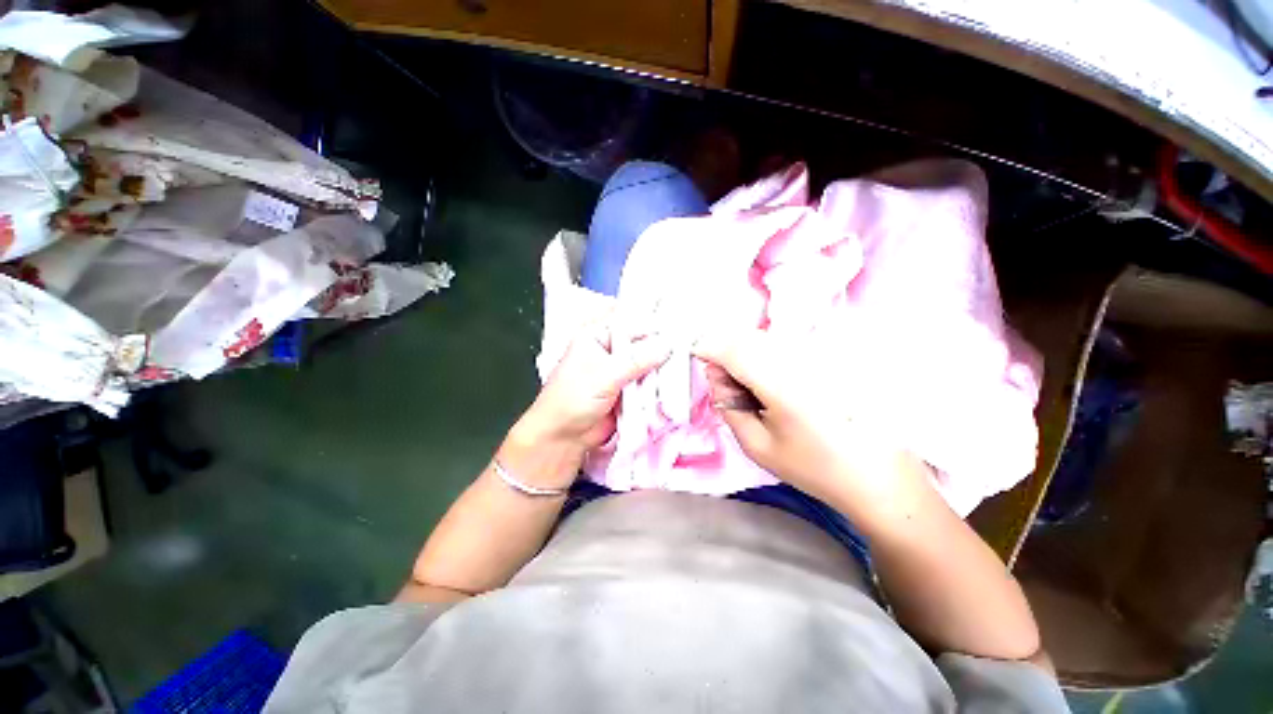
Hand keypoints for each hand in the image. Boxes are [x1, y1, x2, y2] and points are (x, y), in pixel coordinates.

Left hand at [517, 314, 671, 454]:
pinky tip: (675, 384)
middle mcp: (611, 349)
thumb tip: (667, 346)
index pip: (632, 325)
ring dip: (662, 369)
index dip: (655, 328)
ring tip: (685, 369)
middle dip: (661, 349)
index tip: (680, 332)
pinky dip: (659, 384)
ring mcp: (621, 370)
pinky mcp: (629, 389)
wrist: (564, 436)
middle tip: (687, 351)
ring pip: (648, 364)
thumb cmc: (574, 398)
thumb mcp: (605, 375)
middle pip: (643, 344)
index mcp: (598, 335)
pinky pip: (649, 382)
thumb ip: (637, 360)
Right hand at [693, 329, 923, 505]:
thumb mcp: (758, 446)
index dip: (708, 348)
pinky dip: (765, 356)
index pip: (733, 348)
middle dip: (725, 354)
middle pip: (747, 338)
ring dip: (745, 355)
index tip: (697, 358)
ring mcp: (820, 353)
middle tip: (728, 387)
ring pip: (764, 338)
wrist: (878, 475)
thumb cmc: (814, 466)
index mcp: (783, 385)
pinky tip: (774, 385)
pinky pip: (784, 344)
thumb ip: (728, 406)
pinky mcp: (830, 355)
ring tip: (753, 391)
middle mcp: (802, 359)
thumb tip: (716, 375)